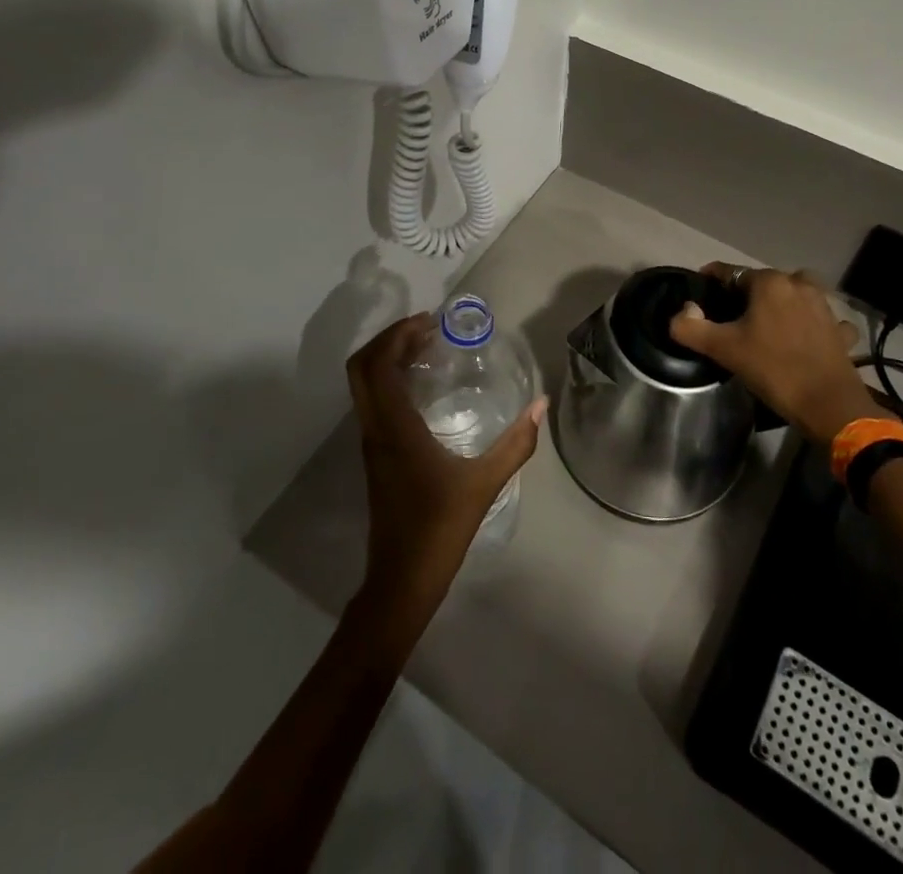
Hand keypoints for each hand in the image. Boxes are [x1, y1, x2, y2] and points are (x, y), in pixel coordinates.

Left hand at [348, 315, 546, 632]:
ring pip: (363, 384)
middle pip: (361, 367)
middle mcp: (374, 428)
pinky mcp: (374, 455)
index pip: (378, 365)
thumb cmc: (439, 529)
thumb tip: (540, 405)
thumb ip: (516, 443)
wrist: (401, 581)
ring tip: (426, 348)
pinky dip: (388, 379)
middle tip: (427, 329)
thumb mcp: (484, 484)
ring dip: (387, 358)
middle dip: (389, 339)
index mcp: (394, 428)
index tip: (430, 322)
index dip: (397, 334)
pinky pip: (372, 400)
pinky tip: (423, 387)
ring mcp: (370, 442)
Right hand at [670, 264, 889, 444]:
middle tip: (732, 318)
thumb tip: (682, 311)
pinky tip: (805, 340)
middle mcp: (799, 284)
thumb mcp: (723, 349)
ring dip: (782, 304)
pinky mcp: (840, 330)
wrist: (828, 405)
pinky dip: (812, 325)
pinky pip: (821, 319)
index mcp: (769, 283)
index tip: (700, 296)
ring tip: (767, 326)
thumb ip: (691, 327)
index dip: (712, 281)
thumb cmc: (772, 369)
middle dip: (747, 294)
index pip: (730, 272)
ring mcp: (824, 306)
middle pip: (764, 282)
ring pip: (795, 295)